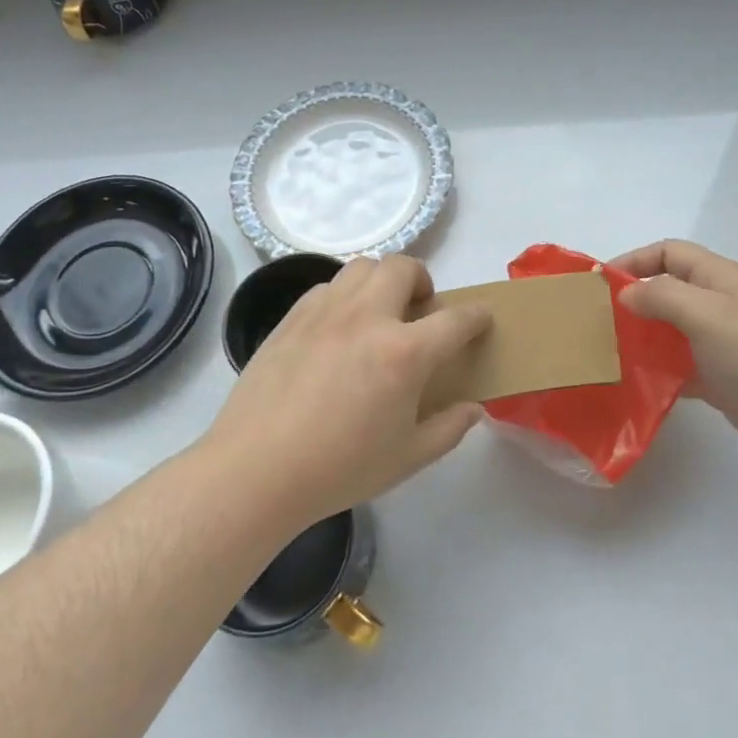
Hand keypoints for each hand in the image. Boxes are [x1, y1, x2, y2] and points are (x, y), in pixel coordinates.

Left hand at [205, 254, 490, 524]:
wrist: (256, 470)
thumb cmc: (339, 468)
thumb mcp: (408, 458)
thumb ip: (448, 428)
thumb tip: (472, 408)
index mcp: (404, 353)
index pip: (456, 319)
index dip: (476, 315)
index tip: (481, 318)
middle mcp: (367, 318)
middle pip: (403, 267)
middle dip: (423, 279)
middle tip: (420, 309)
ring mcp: (325, 312)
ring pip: (362, 267)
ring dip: (382, 280)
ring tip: (380, 312)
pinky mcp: (292, 318)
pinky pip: (328, 287)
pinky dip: (345, 296)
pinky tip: (339, 329)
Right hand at [610, 240, 737, 460]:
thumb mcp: (705, 312)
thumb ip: (661, 296)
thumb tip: (626, 294)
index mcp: (715, 277)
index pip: (666, 252)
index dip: (633, 260)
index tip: (601, 283)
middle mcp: (715, 302)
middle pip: (665, 289)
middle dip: (632, 300)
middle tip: (598, 320)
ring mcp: (717, 339)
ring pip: (668, 328)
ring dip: (641, 335)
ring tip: (609, 351)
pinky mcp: (717, 374)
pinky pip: (677, 363)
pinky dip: (656, 368)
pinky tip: (634, 382)